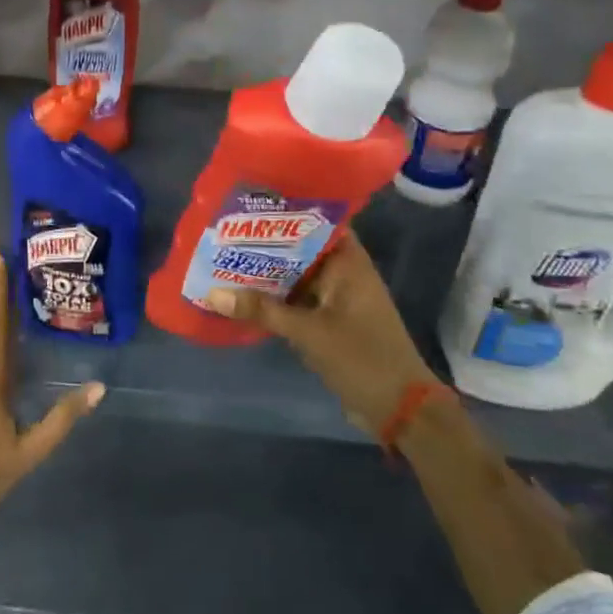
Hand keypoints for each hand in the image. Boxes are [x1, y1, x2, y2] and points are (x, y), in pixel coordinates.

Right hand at [204, 229, 437, 433]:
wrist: (399, 409)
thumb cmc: (361, 357)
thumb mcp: (308, 332)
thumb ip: (262, 310)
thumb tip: (213, 294)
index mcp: (348, 261)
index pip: (314, 220)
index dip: (283, 211)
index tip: (248, 204)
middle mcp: (343, 272)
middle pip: (299, 248)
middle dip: (265, 243)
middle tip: (223, 231)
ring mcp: (337, 297)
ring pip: (295, 275)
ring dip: (267, 273)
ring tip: (224, 257)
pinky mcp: (330, 320)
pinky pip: (297, 300)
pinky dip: (275, 298)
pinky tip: (242, 295)